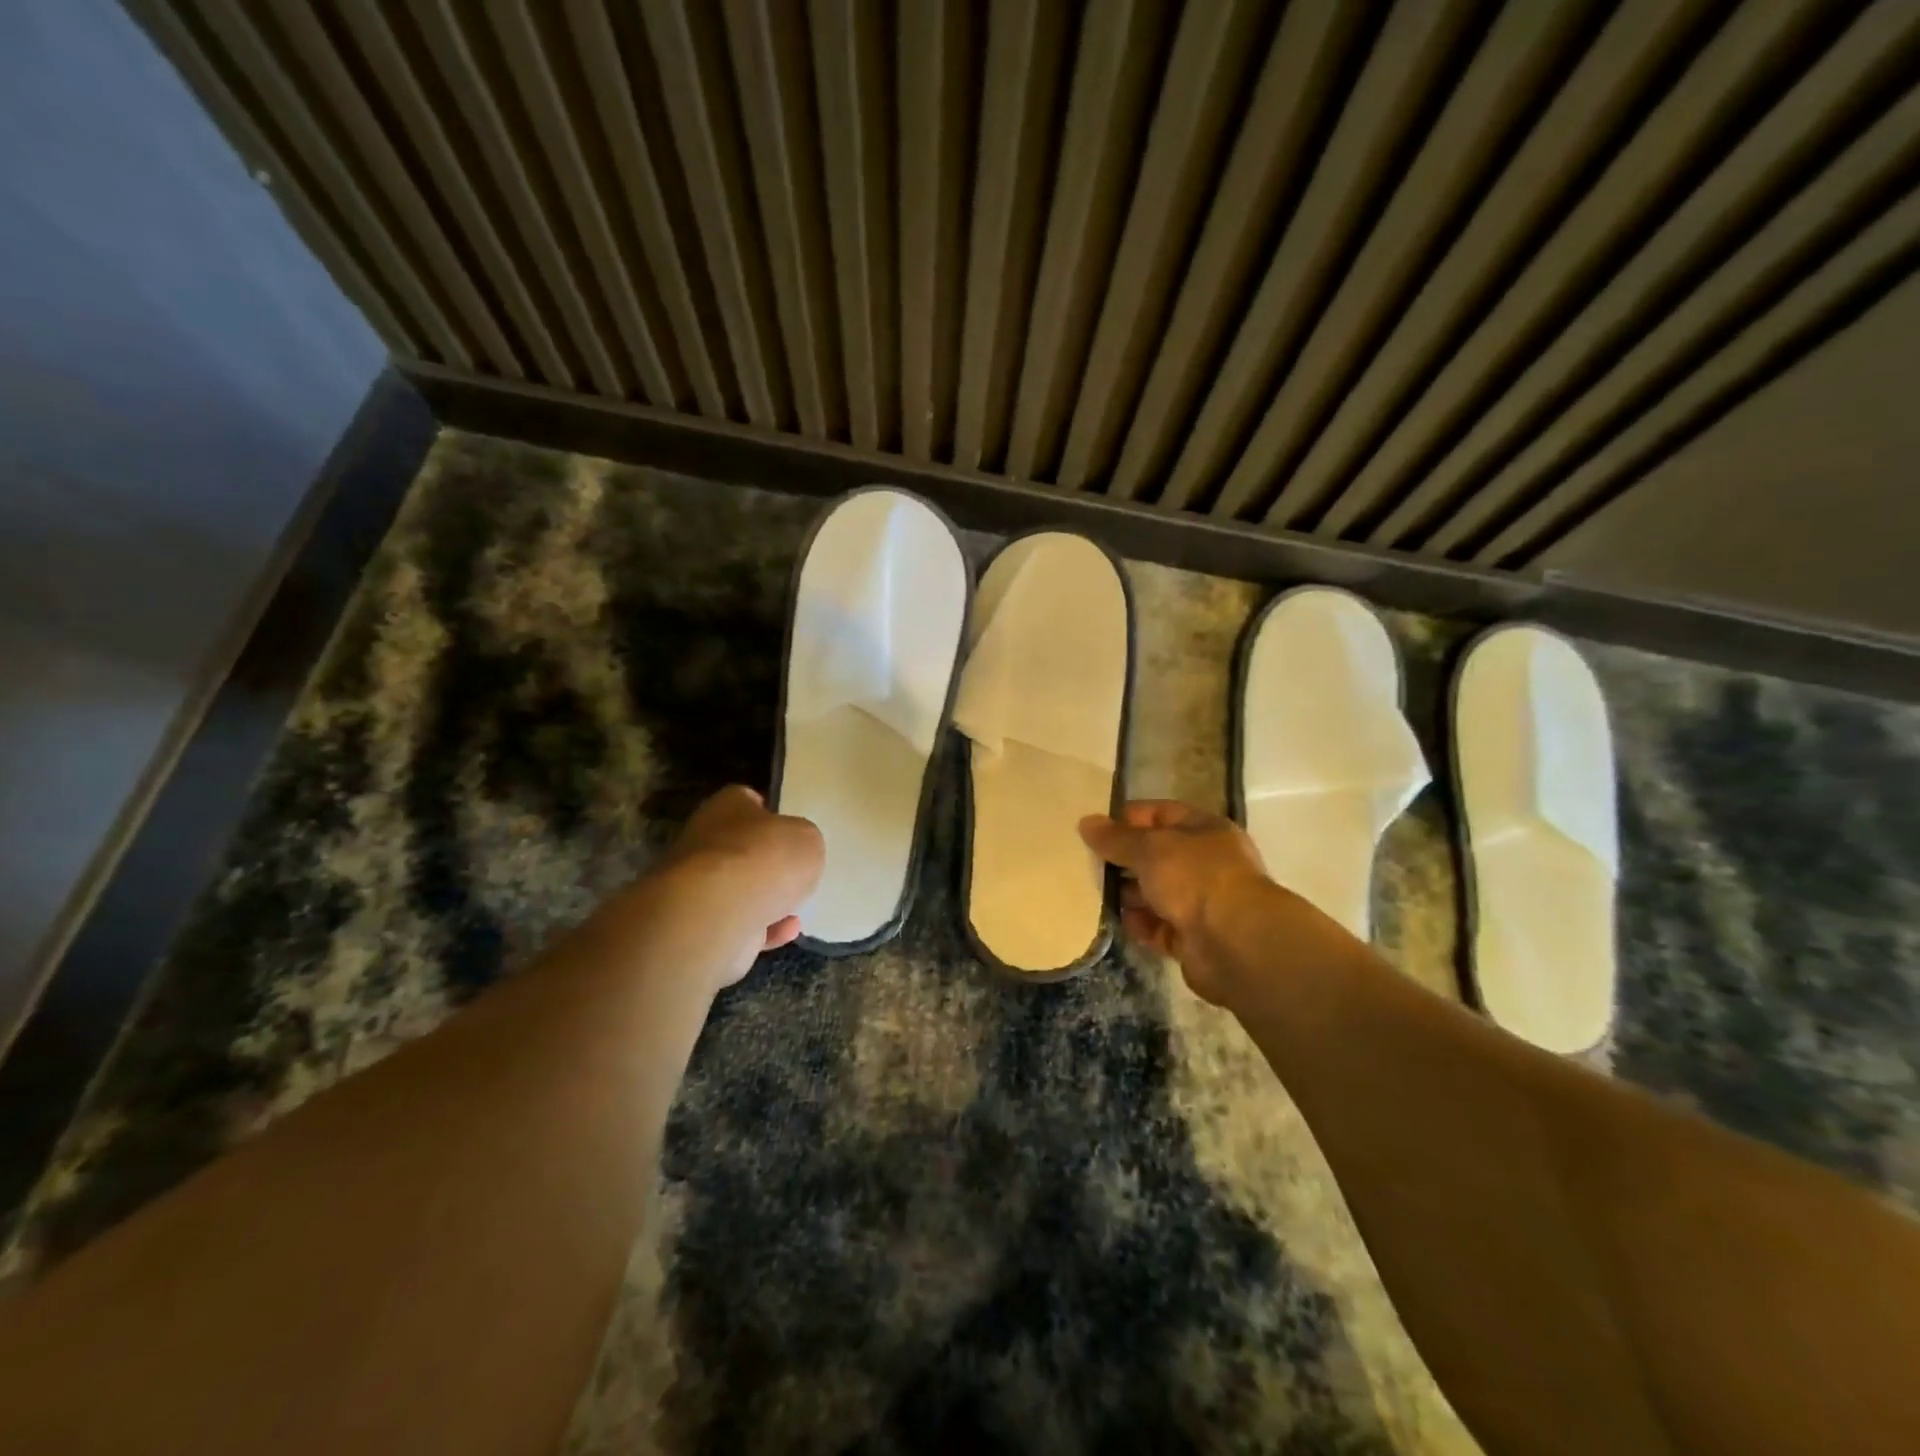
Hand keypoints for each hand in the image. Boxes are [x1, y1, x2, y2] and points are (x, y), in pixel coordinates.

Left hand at [656, 785, 824, 985]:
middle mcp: (706, 842)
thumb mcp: (807, 839)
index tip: (790, 826)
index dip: (769, 811)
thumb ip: (803, 842)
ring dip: (766, 897)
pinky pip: (741, 924)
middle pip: (741, 847)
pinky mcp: (703, 926)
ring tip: (798, 903)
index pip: (745, 800)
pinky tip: (790, 929)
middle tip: (797, 869)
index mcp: (726, 808)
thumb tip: (794, 853)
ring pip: (739, 888)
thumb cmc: (765, 859)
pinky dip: (765, 928)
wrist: (718, 914)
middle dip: (766, 860)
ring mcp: (700, 887)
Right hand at [1079, 800, 1276, 1003]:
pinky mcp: (1192, 938)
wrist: (1235, 943)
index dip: (1128, 818)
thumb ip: (1117, 838)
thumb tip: (1086, 822)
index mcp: (1205, 831)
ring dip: (1127, 895)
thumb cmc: (1196, 879)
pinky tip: (1116, 923)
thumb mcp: (1150, 848)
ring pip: (1155, 893)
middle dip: (1123, 861)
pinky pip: (1158, 927)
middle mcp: (1206, 864)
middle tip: (1086, 863)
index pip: (1161, 814)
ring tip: (1093, 894)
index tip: (1094, 828)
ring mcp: (1201, 903)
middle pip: (1156, 856)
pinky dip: (1139, 925)